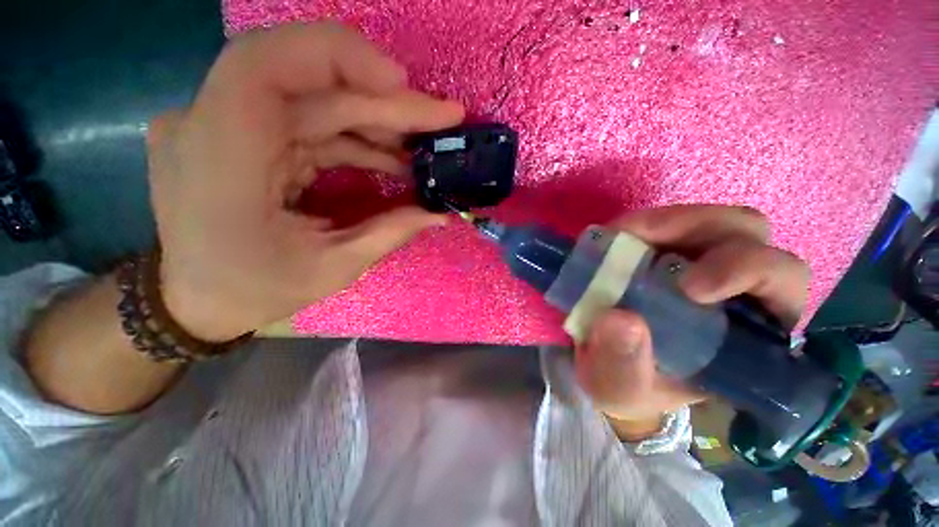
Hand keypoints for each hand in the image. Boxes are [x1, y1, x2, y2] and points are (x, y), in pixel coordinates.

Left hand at [146, 23, 464, 340]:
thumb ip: (388, 234)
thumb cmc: (253, 290)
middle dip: (386, 102)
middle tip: (441, 118)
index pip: (264, 64)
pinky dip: (357, 137)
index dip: (337, 56)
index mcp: (219, 160)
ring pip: (316, 99)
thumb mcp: (330, 270)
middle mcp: (212, 125)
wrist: (197, 297)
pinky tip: (392, 158)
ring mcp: (226, 125)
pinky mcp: (247, 135)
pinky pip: (311, 121)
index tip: (401, 83)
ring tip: (422, 146)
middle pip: (310, 84)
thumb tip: (438, 213)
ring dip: (378, 120)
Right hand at [574, 205, 809, 439]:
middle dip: (699, 232)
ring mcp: (695, 262)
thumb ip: (623, 365)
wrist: (603, 361)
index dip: (747, 272)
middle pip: (749, 237)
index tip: (689, 288)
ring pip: (711, 221)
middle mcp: (731, 289)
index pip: (780, 284)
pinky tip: (613, 239)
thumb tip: (621, 319)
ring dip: (667, 222)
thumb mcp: (618, 387)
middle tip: (642, 243)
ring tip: (621, 236)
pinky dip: (640, 225)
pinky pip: (665, 222)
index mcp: (745, 334)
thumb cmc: (624, 382)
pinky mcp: (662, 250)